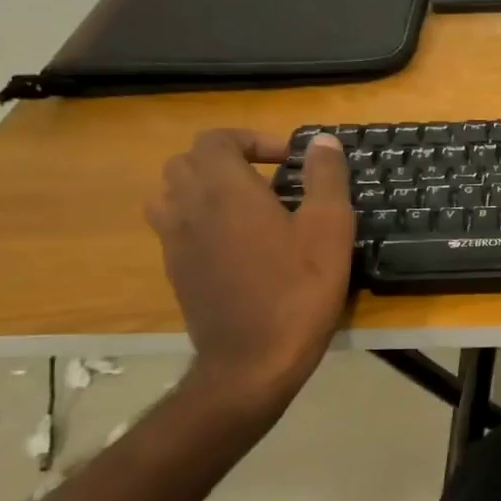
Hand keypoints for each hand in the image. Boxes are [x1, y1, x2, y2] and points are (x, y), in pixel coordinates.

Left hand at [147, 129, 353, 417]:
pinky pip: (174, 227)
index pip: (217, 139)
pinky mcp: (175, 270)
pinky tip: (235, 243)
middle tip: (267, 178)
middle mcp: (189, 207)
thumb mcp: (329, 229)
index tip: (287, 160)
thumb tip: (323, 142)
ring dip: (204, 187)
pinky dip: (198, 219)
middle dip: (227, 159)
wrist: (252, 361)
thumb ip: (326, 178)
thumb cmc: (298, 290)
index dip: (251, 139)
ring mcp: (175, 241)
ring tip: (243, 205)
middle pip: (188, 161)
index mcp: (225, 190)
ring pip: (172, 193)